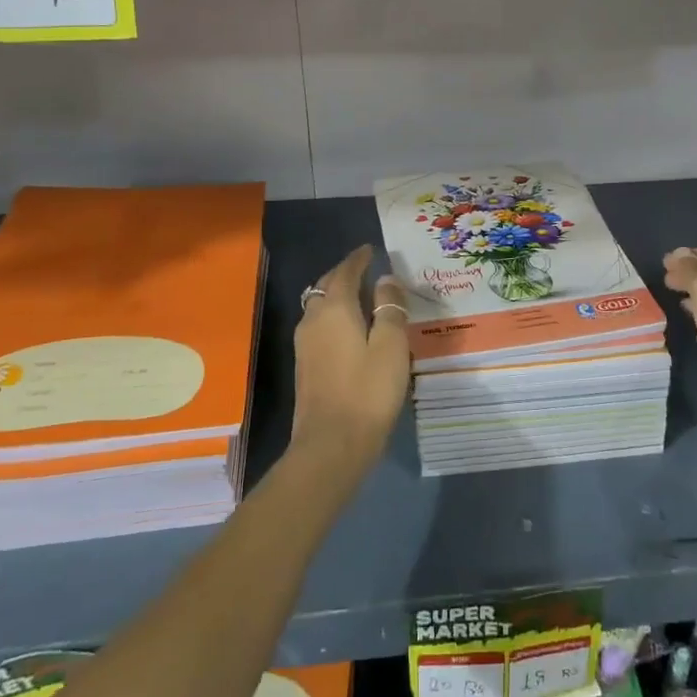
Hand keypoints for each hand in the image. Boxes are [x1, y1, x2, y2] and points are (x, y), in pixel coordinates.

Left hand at [292, 245, 410, 470]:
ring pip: (319, 306)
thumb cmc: (368, 392)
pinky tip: (349, 328)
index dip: (358, 259)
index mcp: (335, 309)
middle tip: (365, 268)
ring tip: (359, 295)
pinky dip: (333, 315)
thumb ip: (390, 309)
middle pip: (327, 286)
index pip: (345, 272)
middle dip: (344, 273)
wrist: (330, 446)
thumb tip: (385, 279)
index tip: (370, 250)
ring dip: (336, 295)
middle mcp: (313, 320)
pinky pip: (319, 325)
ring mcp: (304, 345)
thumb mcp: (391, 346)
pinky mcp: (304, 366)